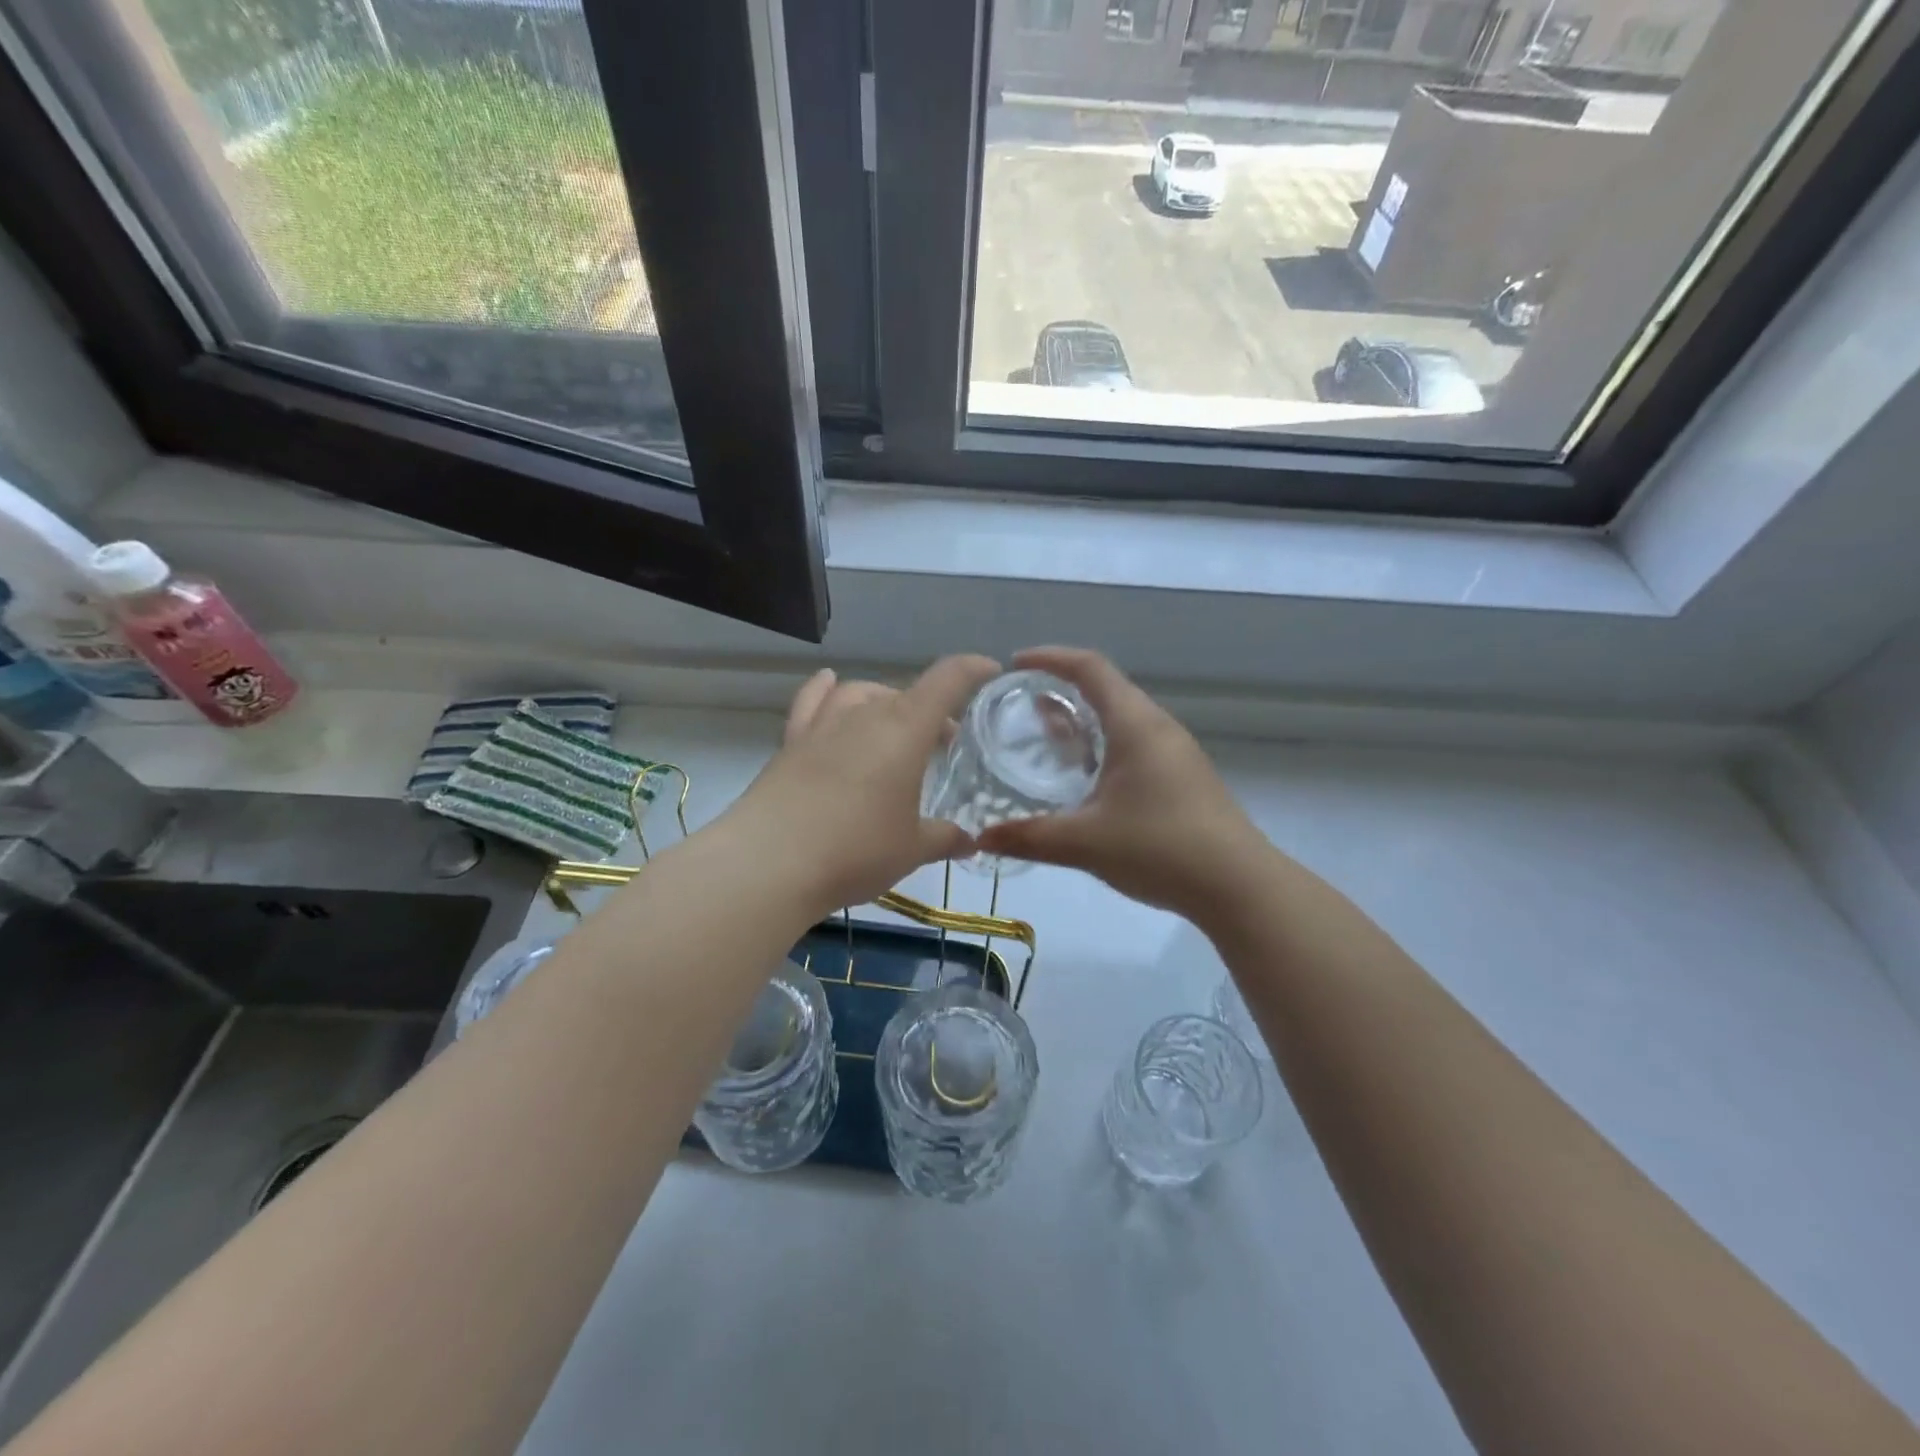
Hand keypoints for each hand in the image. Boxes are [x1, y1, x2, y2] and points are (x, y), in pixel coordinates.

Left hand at [725, 655, 1001, 914]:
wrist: (769, 863)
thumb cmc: (856, 850)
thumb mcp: (911, 849)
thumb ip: (944, 839)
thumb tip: (969, 842)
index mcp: (905, 729)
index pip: (947, 681)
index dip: (973, 670)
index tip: (991, 672)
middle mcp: (865, 714)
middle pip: (906, 695)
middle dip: (933, 713)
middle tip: (944, 747)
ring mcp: (823, 725)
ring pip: (861, 694)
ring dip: (885, 703)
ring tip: (893, 728)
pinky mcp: (791, 742)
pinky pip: (812, 702)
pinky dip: (826, 691)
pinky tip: (830, 686)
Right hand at [976, 647, 1266, 919]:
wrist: (1239, 886)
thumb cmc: (1161, 849)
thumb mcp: (1085, 843)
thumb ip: (1029, 837)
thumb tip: (980, 838)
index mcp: (1135, 725)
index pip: (1090, 668)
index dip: (1051, 658)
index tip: (1015, 663)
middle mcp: (1157, 728)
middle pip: (1107, 689)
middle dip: (1062, 689)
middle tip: (1022, 705)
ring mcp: (1175, 753)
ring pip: (1122, 719)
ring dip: (1083, 720)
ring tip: (1046, 737)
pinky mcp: (1183, 778)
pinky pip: (1135, 744)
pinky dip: (1102, 745)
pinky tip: (1085, 778)